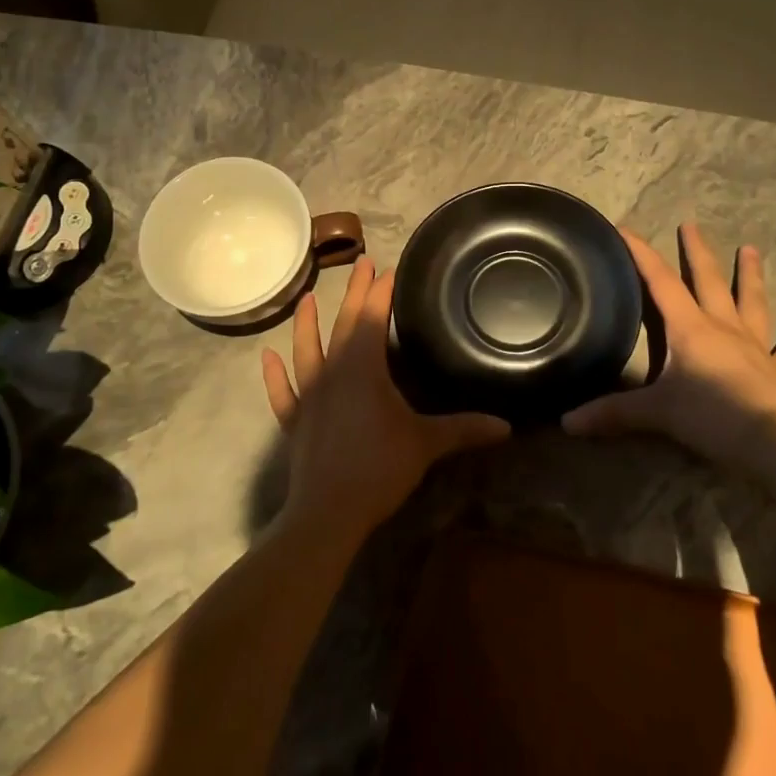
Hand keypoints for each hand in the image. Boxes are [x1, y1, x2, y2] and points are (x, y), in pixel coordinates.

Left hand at [262, 258, 509, 541]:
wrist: (329, 511)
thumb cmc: (379, 469)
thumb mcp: (426, 445)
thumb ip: (464, 430)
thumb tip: (506, 426)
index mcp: (363, 369)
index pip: (373, 319)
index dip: (381, 293)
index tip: (389, 269)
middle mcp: (333, 373)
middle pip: (343, 325)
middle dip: (353, 294)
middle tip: (360, 264)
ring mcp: (309, 396)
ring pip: (306, 350)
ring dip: (306, 324)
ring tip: (305, 299)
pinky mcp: (295, 421)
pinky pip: (283, 392)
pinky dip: (276, 375)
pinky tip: (269, 357)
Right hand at [564, 224, 775, 465]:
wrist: (774, 443)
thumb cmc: (711, 417)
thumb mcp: (655, 413)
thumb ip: (612, 414)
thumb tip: (567, 422)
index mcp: (690, 329)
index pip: (660, 282)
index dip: (641, 254)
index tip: (625, 229)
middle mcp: (723, 327)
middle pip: (708, 281)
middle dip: (696, 251)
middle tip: (691, 224)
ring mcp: (756, 346)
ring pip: (752, 302)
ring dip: (750, 275)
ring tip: (751, 249)